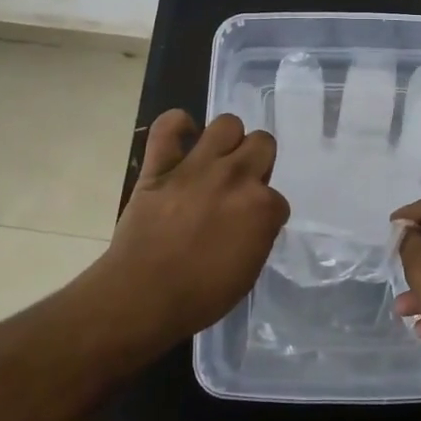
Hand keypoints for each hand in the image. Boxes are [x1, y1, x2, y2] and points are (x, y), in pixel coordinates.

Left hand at [101, 110, 289, 339]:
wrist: (143, 296)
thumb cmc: (200, 296)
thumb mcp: (248, 271)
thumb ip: (257, 235)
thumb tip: (252, 220)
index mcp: (261, 207)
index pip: (277, 198)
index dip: (265, 212)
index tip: (251, 225)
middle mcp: (235, 177)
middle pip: (263, 143)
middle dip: (258, 161)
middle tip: (241, 184)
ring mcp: (197, 167)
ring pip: (227, 123)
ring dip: (228, 139)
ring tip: (218, 158)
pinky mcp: (160, 166)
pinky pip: (168, 126)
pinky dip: (177, 125)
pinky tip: (183, 137)